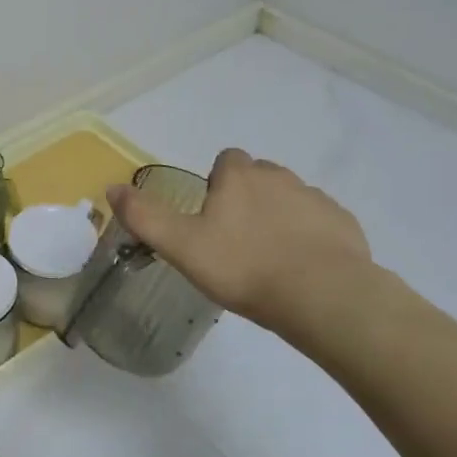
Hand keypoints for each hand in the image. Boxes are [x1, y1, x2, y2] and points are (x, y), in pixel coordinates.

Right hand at [106, 148, 375, 349]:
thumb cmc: (244, 267)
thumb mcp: (180, 246)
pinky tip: (303, 269)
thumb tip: (112, 187)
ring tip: (269, 259)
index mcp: (239, 176)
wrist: (323, 296)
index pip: (225, 160)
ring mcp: (316, 199)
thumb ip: (144, 216)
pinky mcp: (344, 224)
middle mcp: (279, 177)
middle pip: (258, 177)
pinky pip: (321, 222)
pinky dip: (310, 237)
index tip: (212, 218)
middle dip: (247, 199)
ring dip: (278, 217)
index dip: (217, 184)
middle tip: (236, 241)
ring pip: (290, 198)